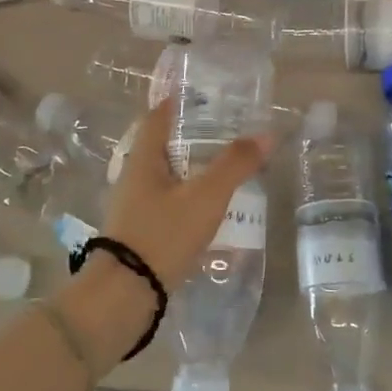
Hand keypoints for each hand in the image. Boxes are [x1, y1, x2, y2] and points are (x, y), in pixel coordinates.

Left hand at [103, 99, 273, 287]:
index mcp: (143, 160)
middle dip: (193, 137)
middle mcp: (134, 178)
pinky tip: (211, 210)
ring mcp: (134, 207)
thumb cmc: (163, 235)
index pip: (157, 118)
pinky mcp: (140, 233)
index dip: (178, 103)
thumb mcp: (205, 197)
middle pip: (164, 147)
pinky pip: (168, 203)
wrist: (125, 295)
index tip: (205, 95)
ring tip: (227, 170)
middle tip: (228, 133)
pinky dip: (190, 198)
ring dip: (194, 170)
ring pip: (167, 177)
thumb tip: (266, 135)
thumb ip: (235, 165)